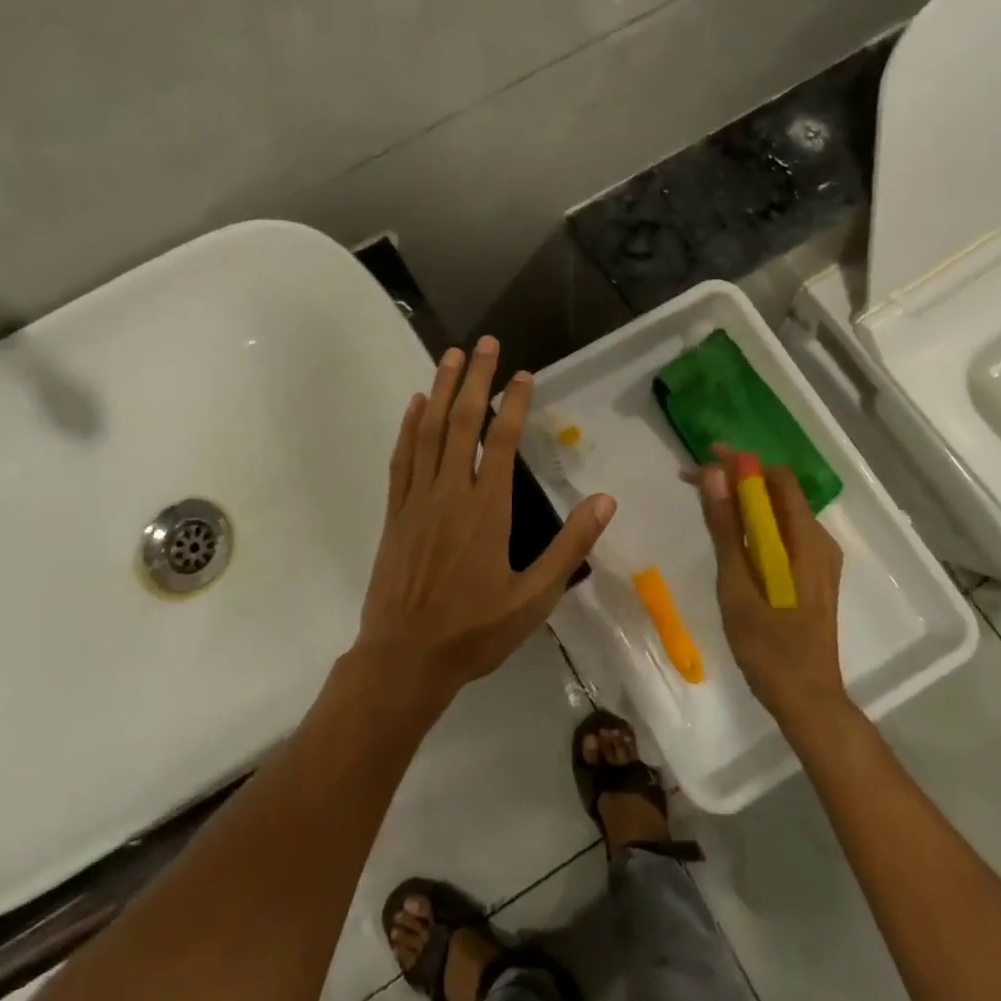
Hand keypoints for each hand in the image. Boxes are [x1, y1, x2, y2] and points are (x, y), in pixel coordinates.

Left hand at [353, 337, 614, 713]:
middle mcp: (451, 493)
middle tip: (486, 343)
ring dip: (440, 390)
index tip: (523, 374)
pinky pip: (401, 460)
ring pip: (429, 432)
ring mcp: (417, 499)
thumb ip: (570, 547)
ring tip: (451, 356)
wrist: (405, 658)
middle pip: (462, 422)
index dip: (513, 402)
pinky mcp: (395, 512)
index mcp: (487, 510)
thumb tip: (605, 501)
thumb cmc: (475, 631)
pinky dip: (408, 428)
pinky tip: (414, 405)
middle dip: (475, 379)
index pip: (502, 441)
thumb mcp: (534, 598)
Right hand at [690, 456, 849, 724]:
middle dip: (736, 478)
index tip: (702, 458)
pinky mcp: (810, 574)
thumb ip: (726, 529)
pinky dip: (753, 522)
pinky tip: (728, 532)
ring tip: (704, 500)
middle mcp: (819, 542)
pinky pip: (781, 533)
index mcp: (806, 541)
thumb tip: (714, 476)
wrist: (807, 701)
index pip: (776, 480)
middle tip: (693, 480)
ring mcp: (817, 559)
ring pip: (778, 512)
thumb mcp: (738, 586)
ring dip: (743, 499)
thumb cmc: (769, 647)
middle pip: (778, 491)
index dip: (740, 463)